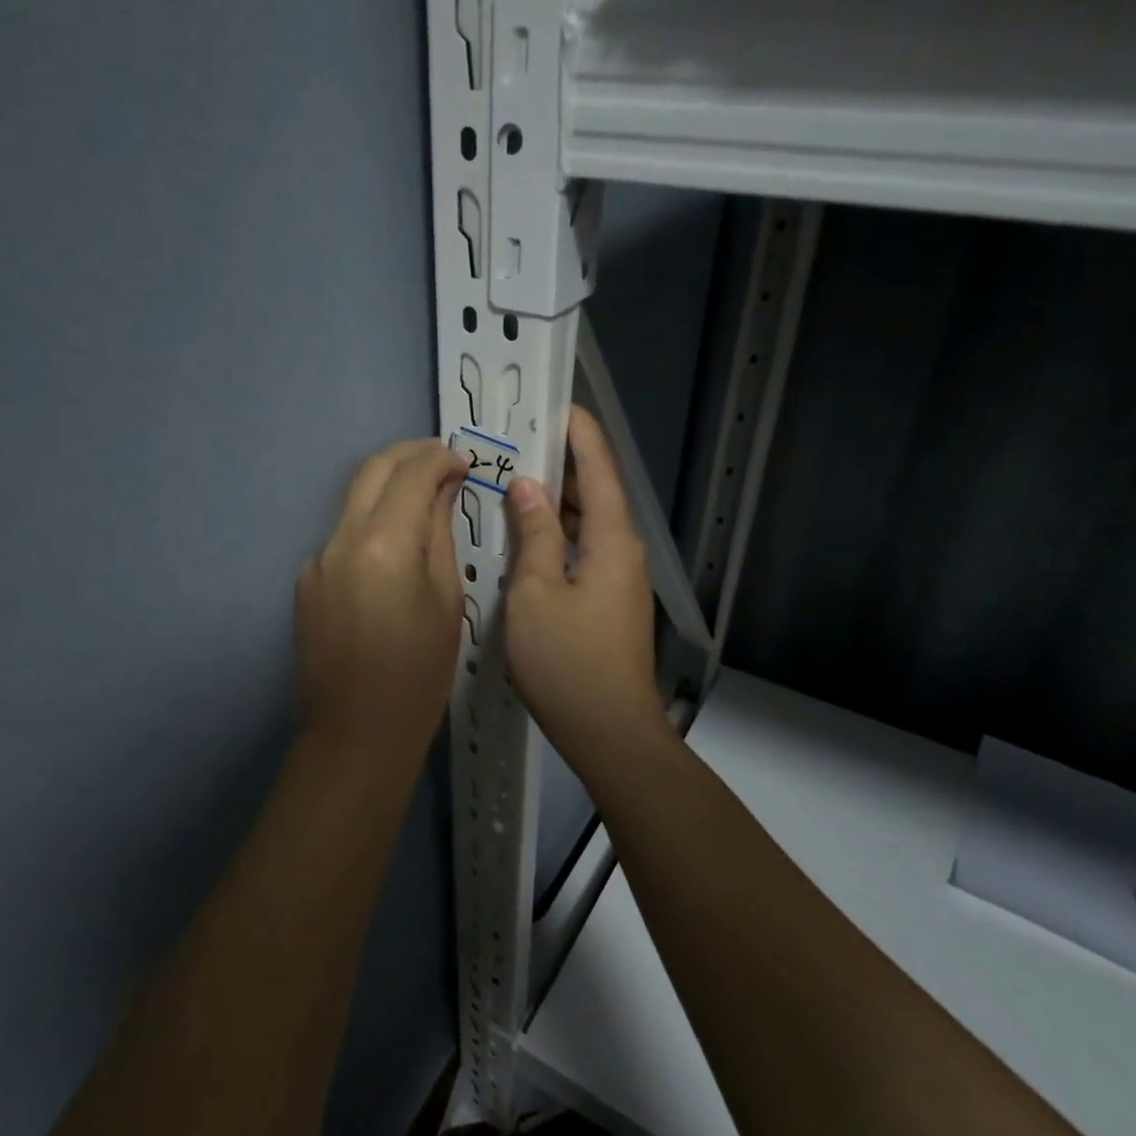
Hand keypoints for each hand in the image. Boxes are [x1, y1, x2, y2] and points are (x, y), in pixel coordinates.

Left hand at [295, 438, 469, 764]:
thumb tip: (441, 489)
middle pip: (372, 470)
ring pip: (354, 500)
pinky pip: (343, 536)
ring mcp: (316, 559)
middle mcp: (340, 540)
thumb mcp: (446, 600)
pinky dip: (371, 525)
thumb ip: (439, 534)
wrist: (356, 733)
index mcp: (383, 544)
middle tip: (443, 460)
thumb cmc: (419, 673)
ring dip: (388, 488)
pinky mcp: (306, 581)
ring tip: (425, 499)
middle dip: (409, 455)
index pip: (411, 474)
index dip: (440, 458)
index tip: (464, 463)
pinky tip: (394, 549)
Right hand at [503, 407, 666, 772]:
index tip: (554, 404)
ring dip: (554, 505)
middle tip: (515, 447)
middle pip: (595, 494)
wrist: (608, 731)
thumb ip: (534, 534)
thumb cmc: (567, 660)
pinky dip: (556, 538)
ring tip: (511, 486)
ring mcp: (618, 579)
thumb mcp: (536, 592)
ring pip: (587, 526)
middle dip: (559, 467)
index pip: (600, 467)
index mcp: (613, 539)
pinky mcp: (608, 603)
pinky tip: (524, 542)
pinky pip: (582, 553)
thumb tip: (527, 486)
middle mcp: (624, 551)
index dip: (579, 433)